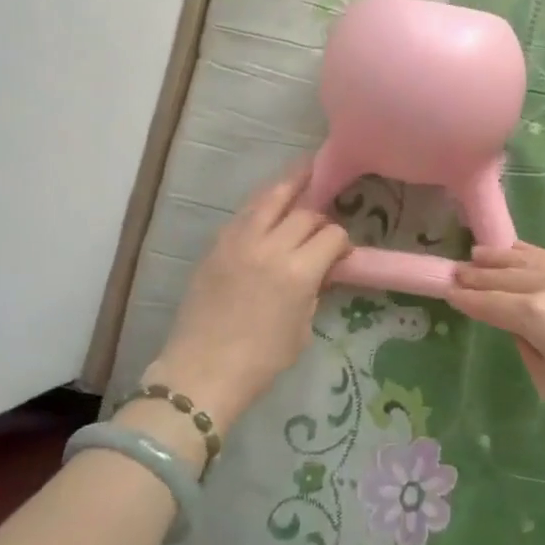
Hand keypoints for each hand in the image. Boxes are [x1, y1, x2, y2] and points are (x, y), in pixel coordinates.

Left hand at [145, 166, 351, 430]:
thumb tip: (320, 270)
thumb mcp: (302, 328)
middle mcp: (271, 246)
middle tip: (324, 219)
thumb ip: (314, 290)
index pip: (331, 235)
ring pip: (270, 197)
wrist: (202, 372)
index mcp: (298, 271)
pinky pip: (245, 213)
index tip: (342, 252)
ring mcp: (239, 241)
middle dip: (319, 215)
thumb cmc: (260, 361)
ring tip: (305, 171)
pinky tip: (270, 203)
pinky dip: (262, 204)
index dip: (342, 241)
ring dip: (291, 185)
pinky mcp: (217, 245)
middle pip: (305, 212)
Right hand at [448, 243, 544, 430]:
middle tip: (453, 273)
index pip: (487, 302)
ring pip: (521, 258)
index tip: (445, 291)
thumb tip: (519, 324)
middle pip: (499, 276)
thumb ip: (525, 344)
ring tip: (475, 256)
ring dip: (495, 257)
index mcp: (532, 315)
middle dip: (473, 275)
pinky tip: (513, 251)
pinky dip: (524, 253)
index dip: (464, 298)